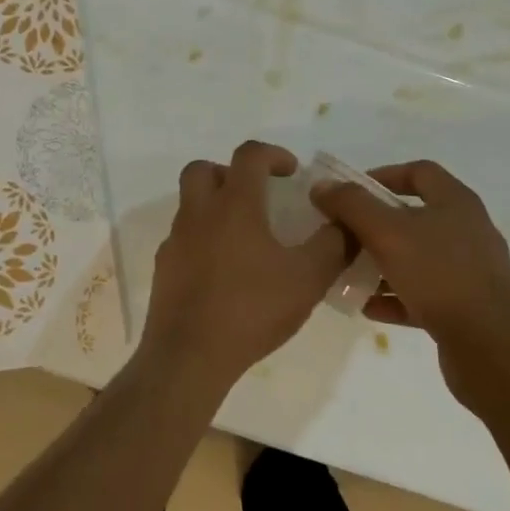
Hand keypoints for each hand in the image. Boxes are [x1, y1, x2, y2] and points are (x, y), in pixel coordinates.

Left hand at [138, 141, 348, 392]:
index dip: (273, 154)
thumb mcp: (308, 279)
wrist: (190, 356)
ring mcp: (176, 240)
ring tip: (246, 238)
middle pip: (203, 170)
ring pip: (190, 204)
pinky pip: (184, 238)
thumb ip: (333, 246)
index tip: (291, 172)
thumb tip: (345, 224)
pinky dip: (203, 240)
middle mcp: (199, 213)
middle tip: (256, 196)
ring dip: (215, 207)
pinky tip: (224, 271)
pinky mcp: (164, 268)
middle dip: (230, 173)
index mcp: (234, 205)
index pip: (249, 155)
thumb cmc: (251, 310)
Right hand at [311, 160, 509, 405]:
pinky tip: (368, 307)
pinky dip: (395, 297)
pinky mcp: (466, 308)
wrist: (495, 351)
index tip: (348, 192)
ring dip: (381, 263)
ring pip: (416, 258)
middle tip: (341, 234)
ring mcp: (469, 272)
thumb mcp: (387, 233)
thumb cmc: (441, 277)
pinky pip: (422, 294)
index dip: (382, 175)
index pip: (418, 172)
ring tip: (348, 272)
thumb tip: (323, 185)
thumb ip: (352, 205)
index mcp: (456, 203)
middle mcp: (467, 232)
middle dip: (374, 224)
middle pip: (414, 217)